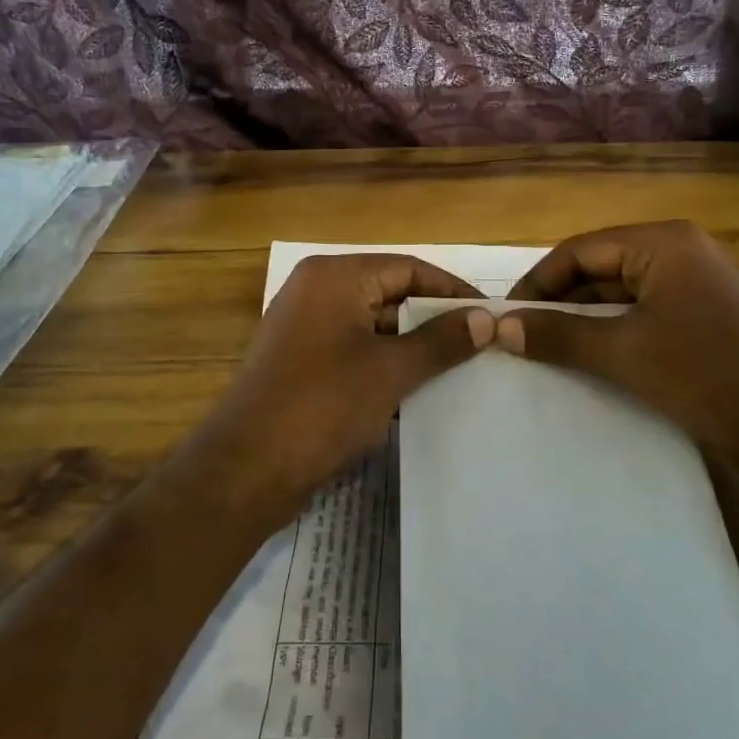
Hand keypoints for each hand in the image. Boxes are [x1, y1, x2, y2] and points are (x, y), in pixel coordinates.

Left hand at [180, 255, 493, 518]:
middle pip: (391, 294)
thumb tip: (486, 318)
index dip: (453, 291)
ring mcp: (305, 328)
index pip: (409, 268)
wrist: (246, 470)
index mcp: (334, 277)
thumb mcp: (390, 371)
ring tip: (459, 371)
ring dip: (412, 347)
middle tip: (482, 346)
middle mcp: (316, 291)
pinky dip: (385, 366)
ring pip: (374, 326)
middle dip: (434, 321)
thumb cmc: (322, 406)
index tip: (492, 315)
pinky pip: (355, 351)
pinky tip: (417, 392)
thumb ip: (440, 341)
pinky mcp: (301, 362)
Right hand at [498, 222, 738, 487]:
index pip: (580, 251)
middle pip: (599, 268)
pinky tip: (587, 359)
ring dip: (583, 320)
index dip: (538, 282)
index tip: (506, 316)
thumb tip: (501, 327)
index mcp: (662, 244)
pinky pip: (642, 314)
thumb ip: (560, 335)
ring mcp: (694, 285)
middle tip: (521, 337)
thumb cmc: (709, 378)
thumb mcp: (625, 354)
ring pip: (619, 294)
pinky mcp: (702, 317)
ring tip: (545, 350)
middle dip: (559, 302)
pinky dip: (612, 333)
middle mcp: (679, 252)